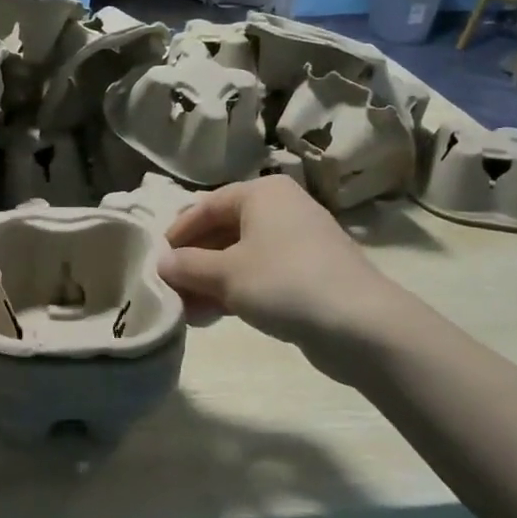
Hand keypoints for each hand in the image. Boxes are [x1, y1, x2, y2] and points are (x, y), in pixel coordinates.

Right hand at [162, 177, 414, 377]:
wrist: (360, 324)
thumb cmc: (284, 282)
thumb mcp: (226, 274)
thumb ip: (188, 266)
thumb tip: (162, 263)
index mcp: (261, 193)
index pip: (206, 206)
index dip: (178, 233)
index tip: (156, 260)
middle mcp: (281, 208)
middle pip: (224, 230)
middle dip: (194, 262)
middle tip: (170, 289)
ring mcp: (299, 241)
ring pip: (242, 256)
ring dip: (212, 281)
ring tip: (187, 310)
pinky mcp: (311, 272)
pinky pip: (262, 274)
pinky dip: (237, 291)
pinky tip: (215, 316)